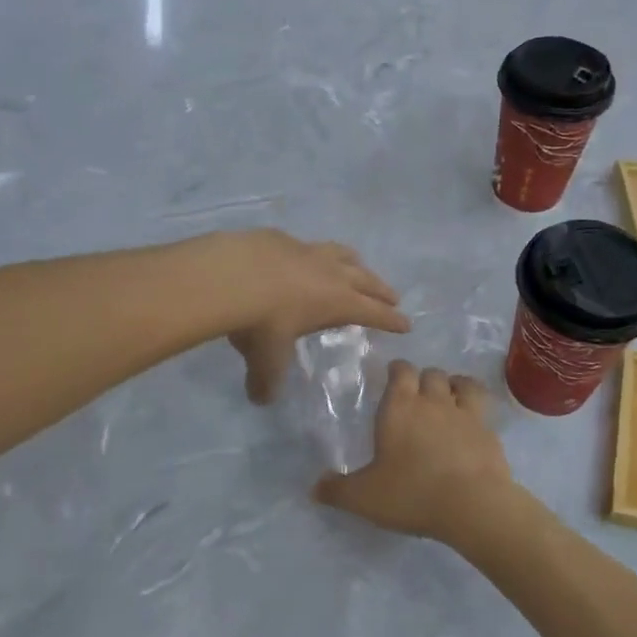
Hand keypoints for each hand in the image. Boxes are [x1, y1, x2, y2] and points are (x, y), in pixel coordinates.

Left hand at [214, 230, 410, 403]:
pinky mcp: (281, 238)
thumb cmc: (260, 322)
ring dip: (354, 262)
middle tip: (393, 296)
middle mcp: (330, 273)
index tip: (406, 324)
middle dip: (381, 289)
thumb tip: (260, 399)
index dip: (391, 320)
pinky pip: (306, 245)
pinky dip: (313, 253)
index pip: (374, 313)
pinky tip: (302, 257)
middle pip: (366, 279)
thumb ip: (267, 381)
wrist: (229, 274)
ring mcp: (307, 251)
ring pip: (341, 254)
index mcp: (338, 302)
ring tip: (357, 265)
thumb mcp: (265, 359)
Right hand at [314, 361, 523, 544]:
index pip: (400, 371)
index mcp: (399, 408)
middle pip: (431, 373)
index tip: (393, 374)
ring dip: (454, 384)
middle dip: (424, 378)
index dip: (397, 369)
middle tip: (417, 393)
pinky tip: (472, 422)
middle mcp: (433, 402)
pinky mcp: (489, 431)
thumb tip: (315, 487)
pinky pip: (483, 408)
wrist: (473, 504)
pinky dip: (476, 408)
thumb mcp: (364, 497)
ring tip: (449, 396)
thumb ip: (337, 490)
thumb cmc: (412, 493)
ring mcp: (465, 414)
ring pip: (461, 383)